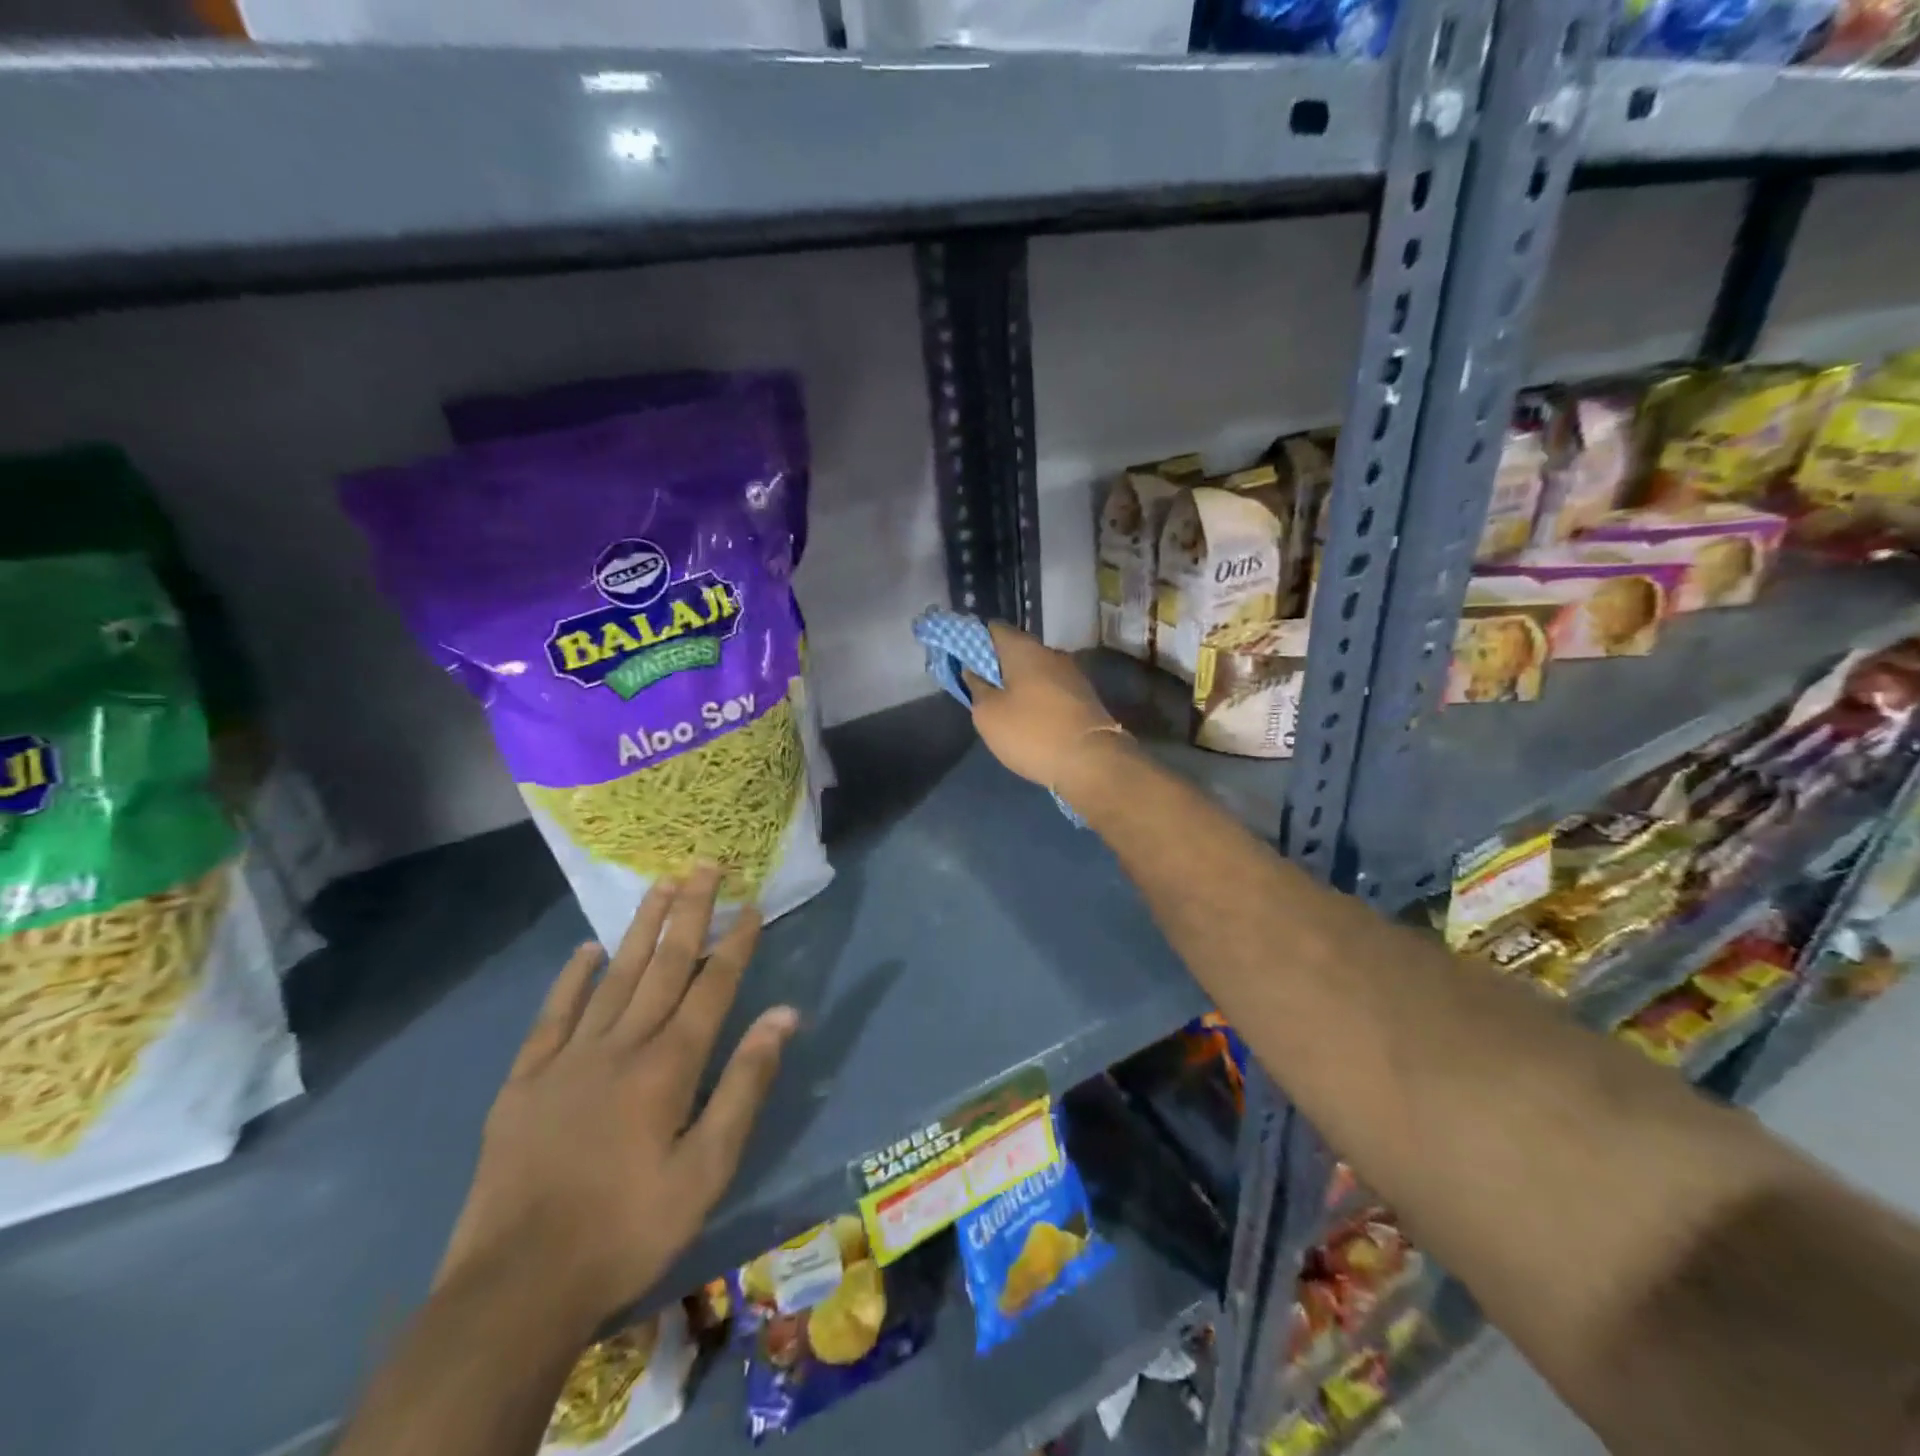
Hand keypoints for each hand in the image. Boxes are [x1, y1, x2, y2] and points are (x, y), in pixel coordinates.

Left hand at [436, 867, 796, 1324]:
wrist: (516, 1288)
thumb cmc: (629, 1229)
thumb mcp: (707, 1169)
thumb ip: (746, 1084)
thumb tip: (784, 1015)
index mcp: (669, 1065)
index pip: (713, 986)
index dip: (736, 943)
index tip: (751, 905)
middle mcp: (622, 1045)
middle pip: (665, 964)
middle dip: (690, 911)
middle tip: (705, 864)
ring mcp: (568, 1058)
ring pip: (615, 975)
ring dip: (642, 927)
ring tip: (660, 884)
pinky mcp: (525, 1080)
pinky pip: (553, 1015)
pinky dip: (572, 978)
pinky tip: (586, 950)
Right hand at [964, 622, 1128, 800]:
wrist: (1092, 761)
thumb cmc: (1032, 732)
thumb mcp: (988, 714)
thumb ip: (976, 687)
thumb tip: (973, 671)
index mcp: (1023, 648)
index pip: (992, 629)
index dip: (973, 640)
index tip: (961, 660)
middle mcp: (1050, 653)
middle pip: (1015, 649)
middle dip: (996, 664)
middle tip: (978, 687)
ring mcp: (1071, 674)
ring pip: (1035, 670)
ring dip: (1017, 683)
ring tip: (1002, 706)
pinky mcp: (1083, 696)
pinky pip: (1050, 688)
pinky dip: (1035, 697)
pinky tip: (1028, 718)